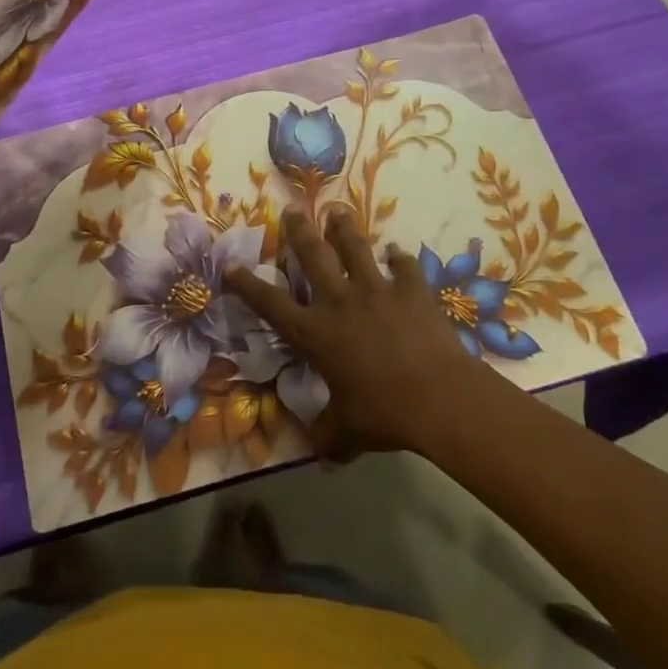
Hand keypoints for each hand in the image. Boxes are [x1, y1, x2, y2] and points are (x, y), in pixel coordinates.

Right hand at [225, 210, 488, 459]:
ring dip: (344, 228)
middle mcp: (340, 302)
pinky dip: (400, 259)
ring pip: (355, 248)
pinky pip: (404, 267)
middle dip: (299, 230)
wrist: (438, 398)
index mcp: (316, 333)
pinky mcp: (411, 290)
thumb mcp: (349, 432)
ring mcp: (376, 290)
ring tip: (337, 210)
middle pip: (313, 256)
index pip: (270, 304)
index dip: (247, 285)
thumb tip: (322, 459)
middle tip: (293, 209)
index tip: (230, 265)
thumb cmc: (384, 414)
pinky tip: (398, 253)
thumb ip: (331, 438)